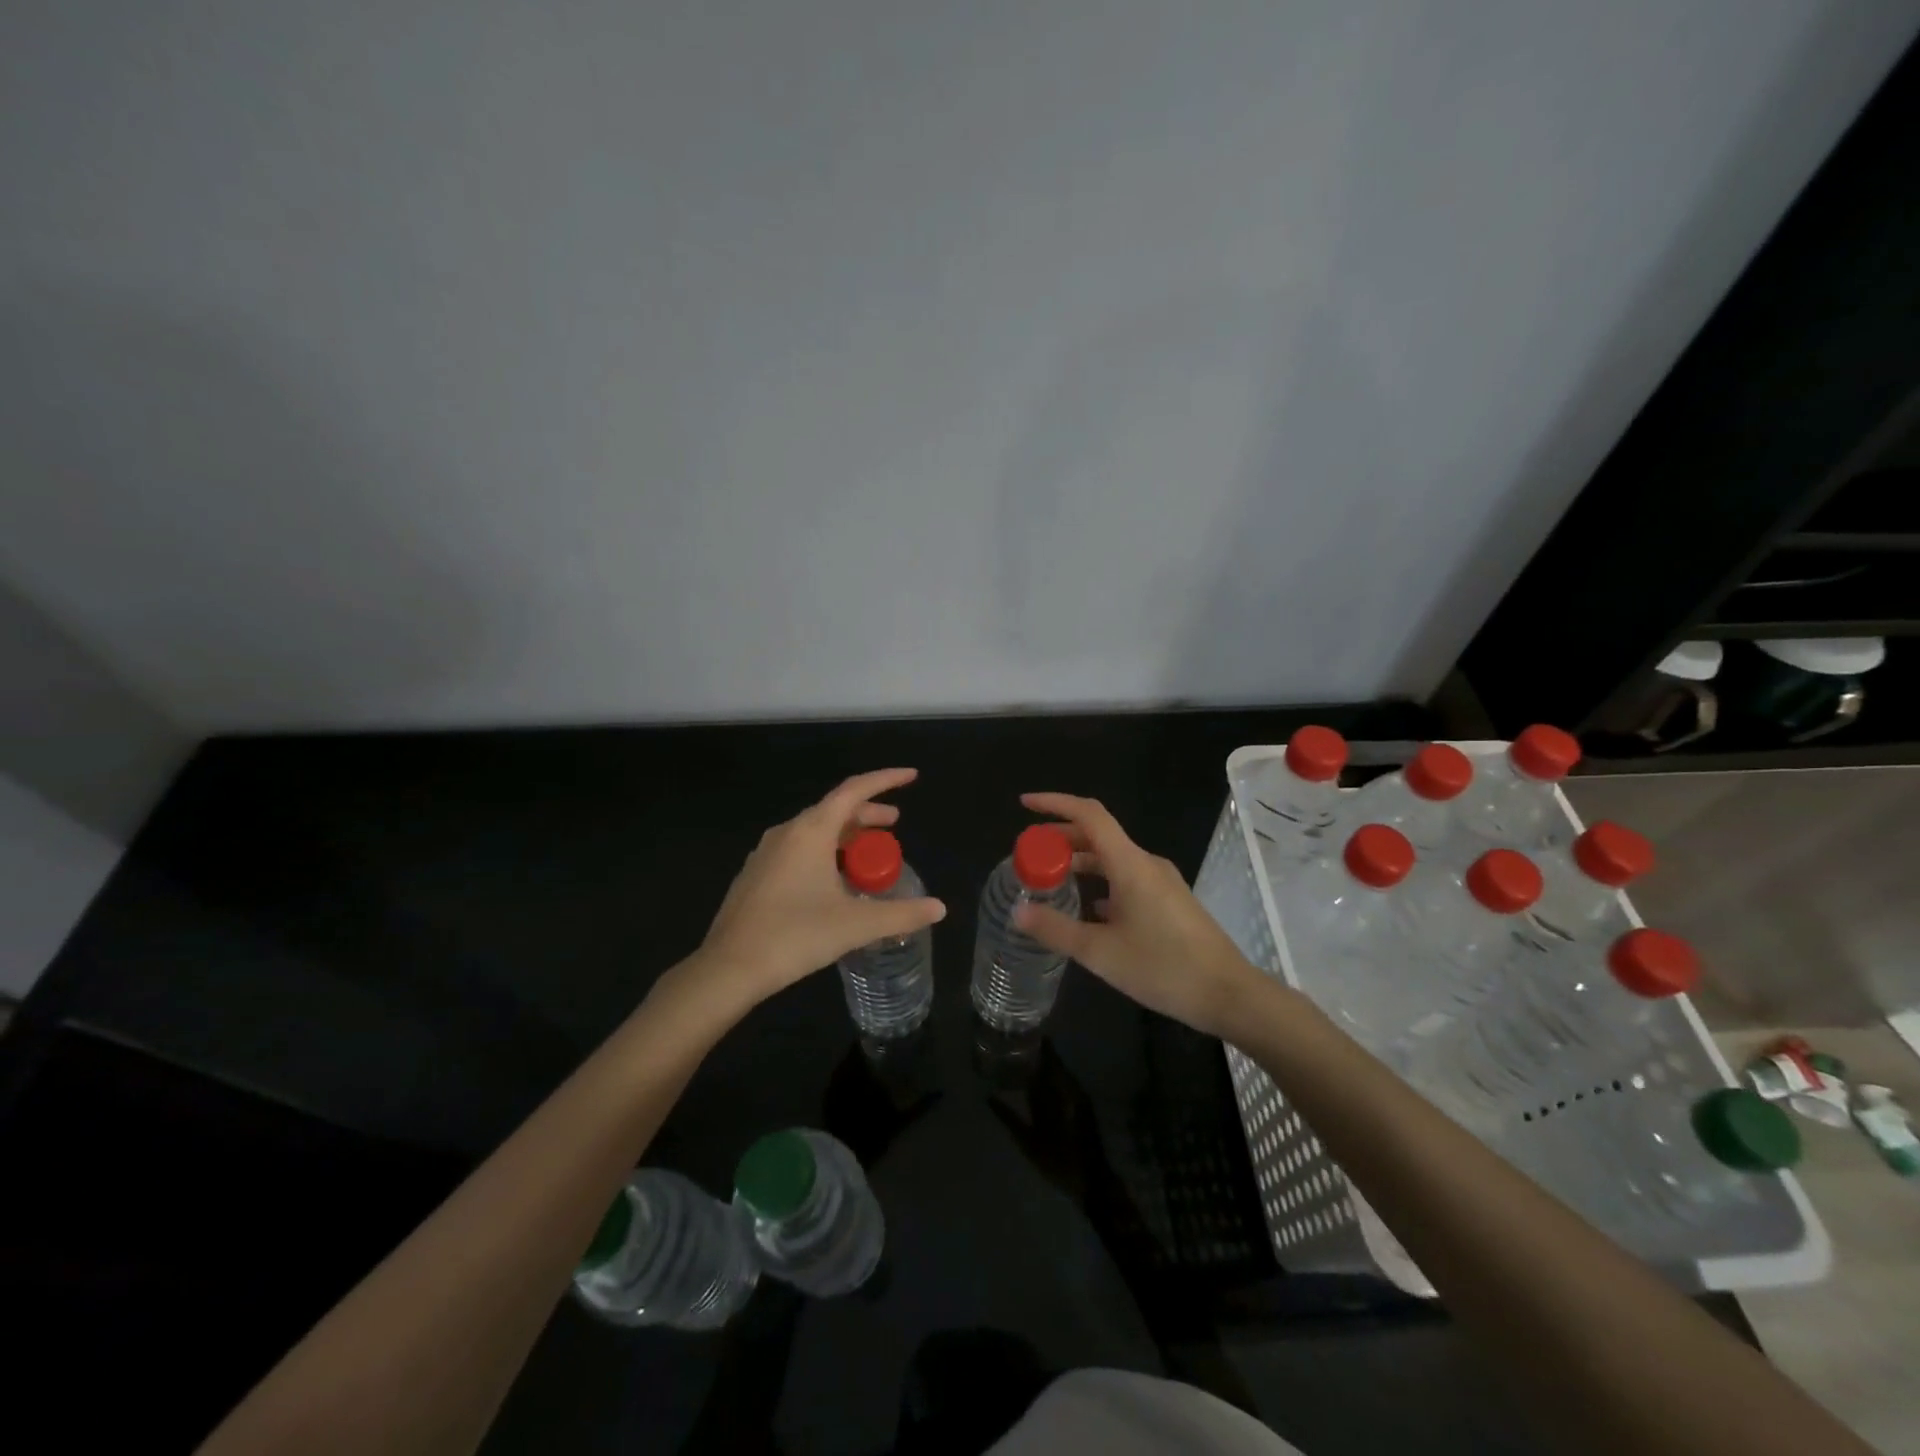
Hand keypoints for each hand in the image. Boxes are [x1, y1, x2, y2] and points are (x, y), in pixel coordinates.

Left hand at [695, 768, 945, 1009]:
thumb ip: (901, 914)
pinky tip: (832, 882)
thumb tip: (938, 908)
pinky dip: (824, 853)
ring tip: (867, 856)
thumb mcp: (856, 924)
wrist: (729, 968)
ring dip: (846, 836)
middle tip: (894, 826)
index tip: (911, 776)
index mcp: (811, 831)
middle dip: (868, 815)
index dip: (885, 780)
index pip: (854, 791)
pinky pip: (798, 850)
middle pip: (835, 810)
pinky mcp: (756, 875)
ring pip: (815, 831)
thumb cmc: (796, 935)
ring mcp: (766, 854)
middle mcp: (787, 833)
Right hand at [1012, 792, 1264, 1038]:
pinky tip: (1085, 908)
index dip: (1055, 803)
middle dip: (1060, 838)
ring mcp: (1160, 882)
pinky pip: (1125, 878)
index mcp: (1130, 864)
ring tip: (1049, 879)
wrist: (1229, 995)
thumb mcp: (1100, 953)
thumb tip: (1018, 912)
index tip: (1025, 804)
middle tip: (1028, 853)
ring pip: (1111, 858)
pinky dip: (1099, 882)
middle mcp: (1145, 863)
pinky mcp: (1168, 902)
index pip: (1088, 815)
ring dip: (1079, 862)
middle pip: (1097, 835)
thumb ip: (1056, 929)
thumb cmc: (1164, 968)